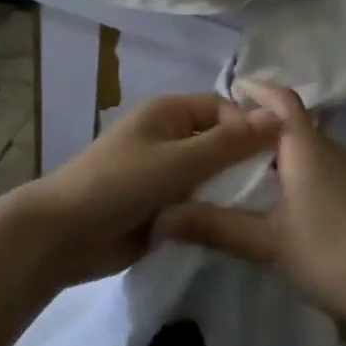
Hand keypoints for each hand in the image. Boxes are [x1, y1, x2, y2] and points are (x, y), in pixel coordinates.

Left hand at [4, 93, 282, 289]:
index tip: (279, 158)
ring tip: (268, 209)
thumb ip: (229, 143)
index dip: (250, 127)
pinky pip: (199, 202)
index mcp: (169, 113)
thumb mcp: (178, 161)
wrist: (64, 236)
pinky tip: (241, 226)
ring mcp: (165, 174)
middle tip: (282, 188)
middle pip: (220, 142)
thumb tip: (279, 116)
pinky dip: (216, 210)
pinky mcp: (163, 207)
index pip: (223, 109)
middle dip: (246, 161)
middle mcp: (170, 138)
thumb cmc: (119, 185)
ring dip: (232, 189)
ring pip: (212, 175)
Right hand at [154, 80, 345, 335]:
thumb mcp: (266, 246)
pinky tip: (299, 205)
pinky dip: (309, 172)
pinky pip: (333, 168)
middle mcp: (337, 150)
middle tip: (230, 146)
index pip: (283, 102)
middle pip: (297, 125)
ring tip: (258, 176)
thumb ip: (214, 227)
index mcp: (308, 151)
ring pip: (316, 149)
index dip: (259, 90)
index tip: (233, 90)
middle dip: (264, 128)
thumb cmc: (331, 259)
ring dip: (288, 152)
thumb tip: (162, 216)